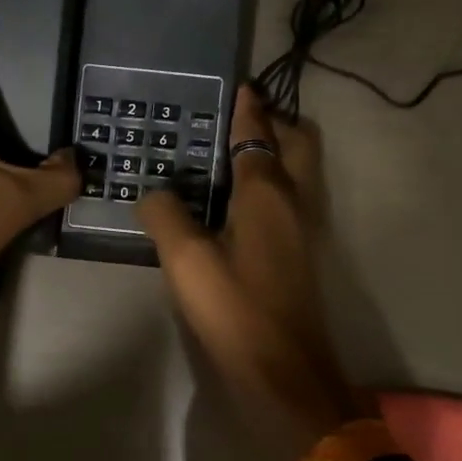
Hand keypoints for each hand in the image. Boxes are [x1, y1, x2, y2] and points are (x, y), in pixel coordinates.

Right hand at [140, 86, 356, 460]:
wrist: (285, 374)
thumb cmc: (236, 310)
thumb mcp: (186, 261)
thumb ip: (166, 215)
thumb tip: (155, 193)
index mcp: (268, 193)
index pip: (258, 133)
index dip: (247, 108)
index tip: (237, 85)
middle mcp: (296, 201)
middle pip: (298, 143)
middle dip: (274, 121)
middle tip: (237, 118)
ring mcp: (305, 228)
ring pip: (300, 170)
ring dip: (276, 150)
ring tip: (232, 152)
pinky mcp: (303, 254)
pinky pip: (292, 197)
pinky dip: (272, 181)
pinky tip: (237, 201)